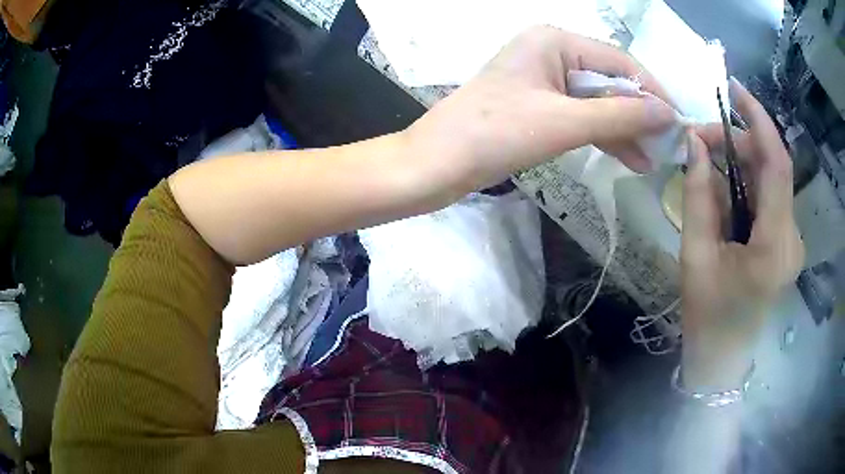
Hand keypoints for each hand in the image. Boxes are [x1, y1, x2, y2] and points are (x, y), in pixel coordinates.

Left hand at [405, 25, 675, 195]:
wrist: (438, 164)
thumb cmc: (496, 134)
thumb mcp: (566, 122)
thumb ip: (621, 114)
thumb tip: (668, 114)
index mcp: (555, 41)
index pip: (620, 62)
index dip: (652, 92)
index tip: (678, 123)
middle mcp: (551, 52)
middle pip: (610, 82)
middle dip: (639, 116)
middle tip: (667, 149)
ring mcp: (544, 78)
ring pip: (598, 102)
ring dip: (625, 130)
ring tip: (651, 161)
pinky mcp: (538, 103)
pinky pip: (581, 115)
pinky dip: (603, 135)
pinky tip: (627, 157)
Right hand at [681, 79, 803, 390]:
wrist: (722, 355)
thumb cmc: (707, 314)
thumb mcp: (695, 255)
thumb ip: (698, 195)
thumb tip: (694, 143)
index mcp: (774, 246)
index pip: (778, 164)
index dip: (760, 120)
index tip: (734, 89)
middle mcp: (792, 238)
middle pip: (774, 167)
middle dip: (740, 142)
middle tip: (701, 139)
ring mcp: (793, 240)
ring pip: (773, 180)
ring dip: (743, 162)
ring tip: (709, 161)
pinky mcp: (788, 242)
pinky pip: (771, 197)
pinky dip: (749, 181)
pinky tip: (727, 188)